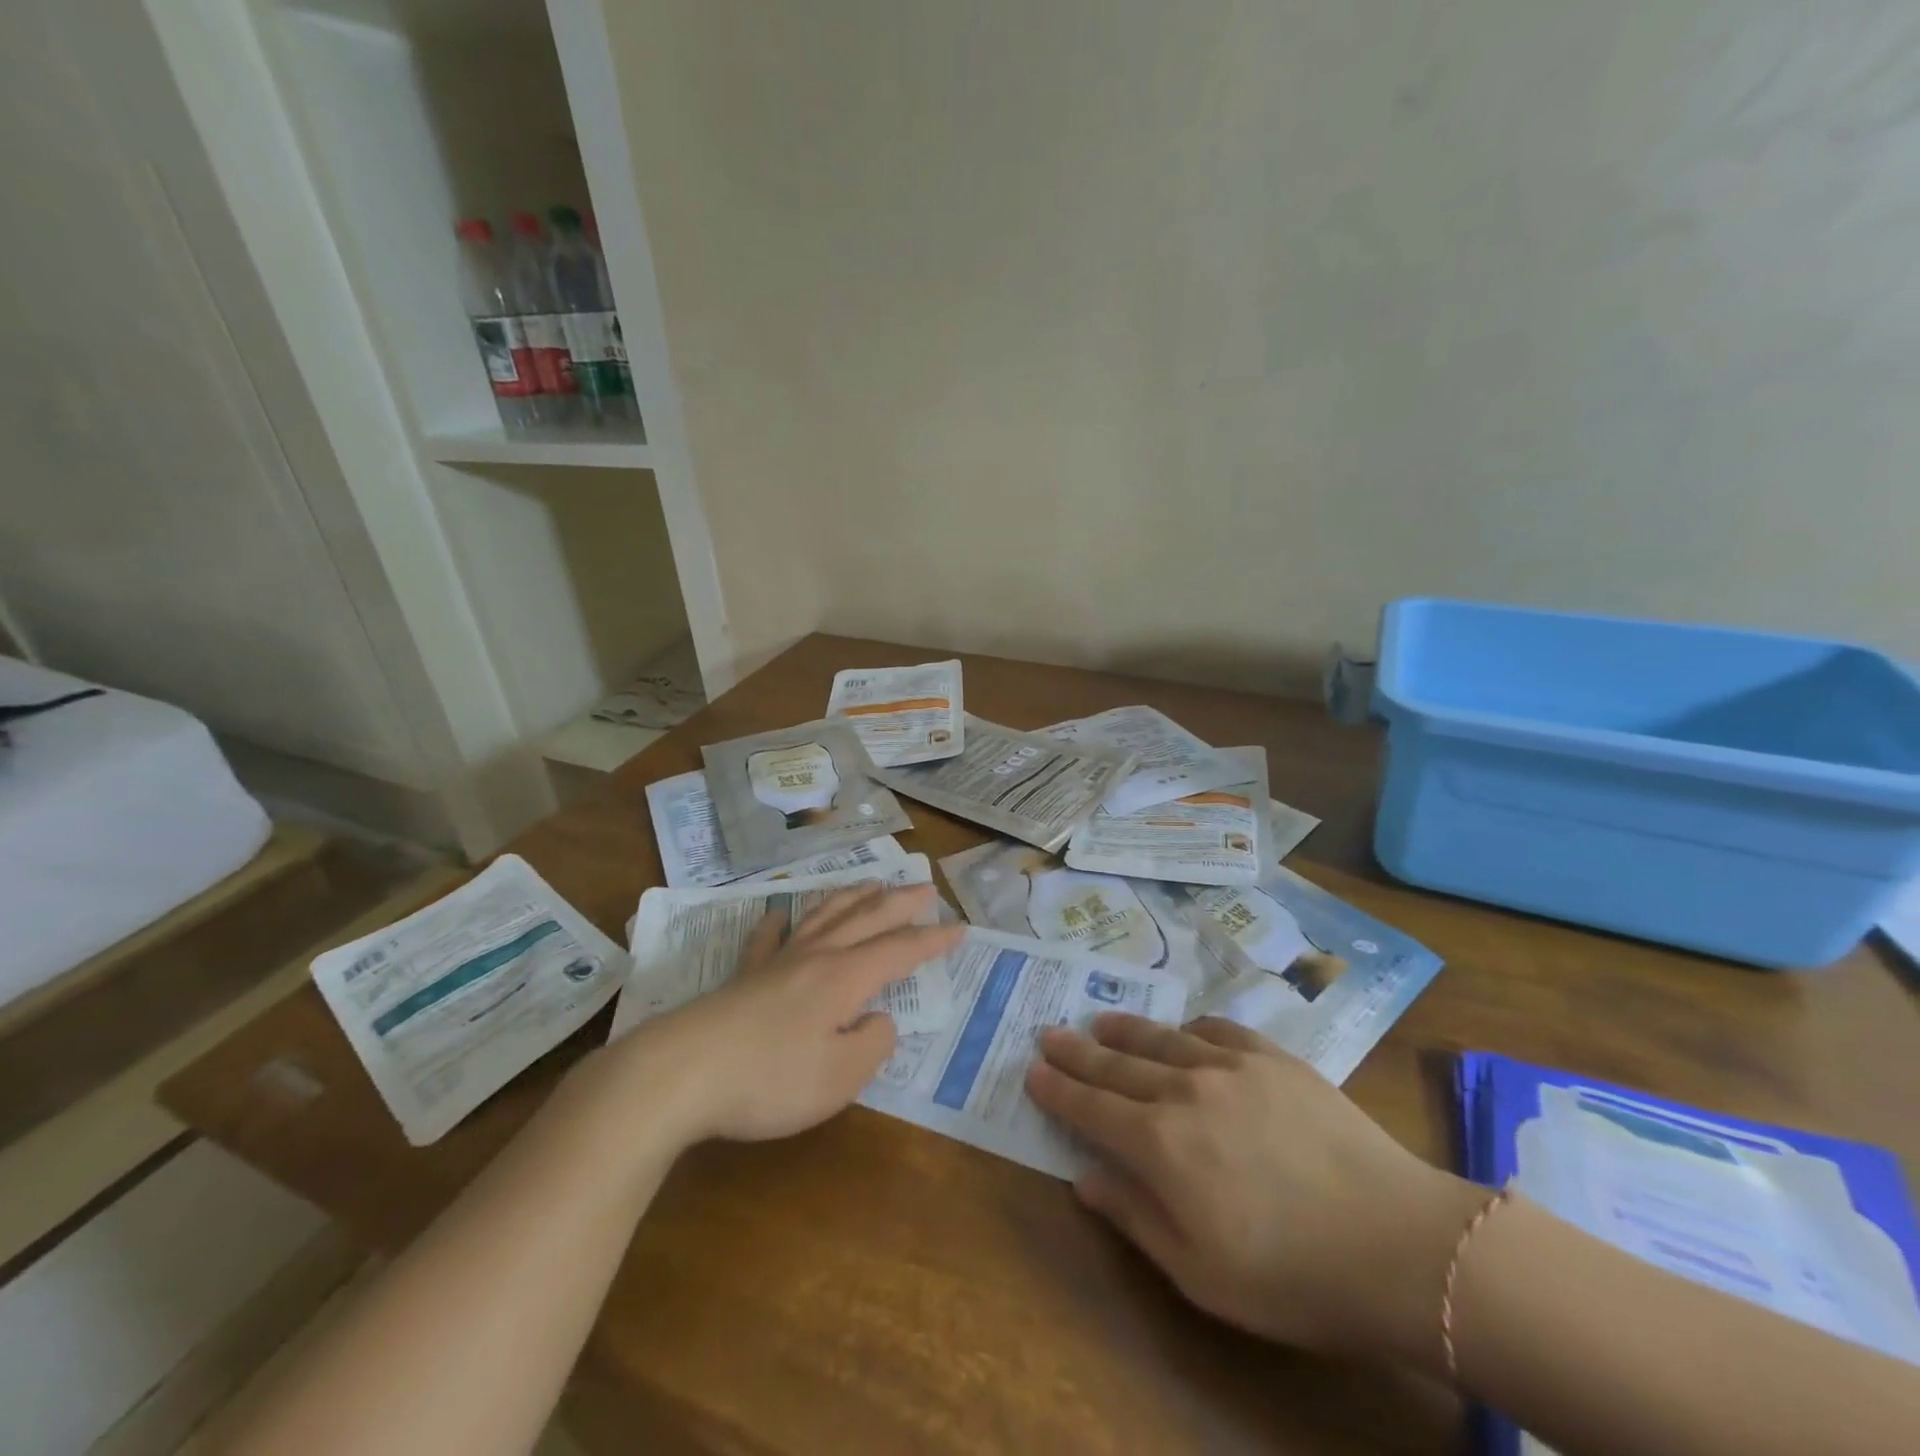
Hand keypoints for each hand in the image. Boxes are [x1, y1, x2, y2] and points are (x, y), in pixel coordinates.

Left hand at [615, 884, 962, 1145]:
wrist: (679, 1074)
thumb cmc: (769, 1080)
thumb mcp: (839, 1076)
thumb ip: (872, 1045)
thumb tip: (879, 1019)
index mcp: (844, 978)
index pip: (899, 950)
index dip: (932, 941)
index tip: (960, 928)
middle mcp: (815, 958)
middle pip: (865, 920)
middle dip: (899, 904)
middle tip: (924, 887)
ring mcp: (776, 963)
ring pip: (823, 917)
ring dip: (851, 898)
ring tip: (870, 883)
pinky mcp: (742, 977)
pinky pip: (767, 939)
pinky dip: (779, 923)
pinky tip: (780, 914)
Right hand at [1025, 1013, 1484, 1365]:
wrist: (1400, 1242)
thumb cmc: (1293, 1276)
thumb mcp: (1200, 1273)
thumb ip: (1135, 1217)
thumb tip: (1084, 1177)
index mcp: (1161, 1144)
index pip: (1092, 1107)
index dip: (1058, 1089)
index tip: (1032, 1071)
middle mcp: (1185, 1090)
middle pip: (1117, 1064)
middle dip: (1077, 1051)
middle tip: (1049, 1033)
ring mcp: (1230, 1066)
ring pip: (1161, 1038)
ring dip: (1124, 1030)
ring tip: (1099, 1022)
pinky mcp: (1273, 1057)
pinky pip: (1217, 1029)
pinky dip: (1188, 1028)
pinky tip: (1181, 1029)